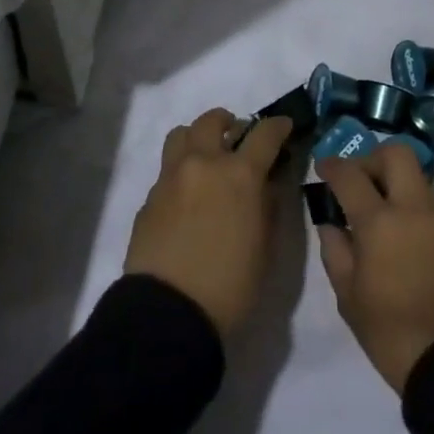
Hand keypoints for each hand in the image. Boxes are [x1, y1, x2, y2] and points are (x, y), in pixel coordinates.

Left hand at [125, 107, 291, 337]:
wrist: (169, 312)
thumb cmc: (231, 284)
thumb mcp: (266, 246)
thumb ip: (269, 204)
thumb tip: (268, 182)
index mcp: (239, 174)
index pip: (264, 134)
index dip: (278, 126)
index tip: (284, 126)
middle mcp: (203, 164)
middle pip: (213, 121)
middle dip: (230, 123)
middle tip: (238, 140)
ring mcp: (171, 177)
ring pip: (181, 134)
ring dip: (198, 138)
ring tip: (207, 159)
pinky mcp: (149, 197)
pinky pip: (167, 169)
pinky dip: (182, 171)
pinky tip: (188, 198)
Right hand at [314, 141, 433, 393]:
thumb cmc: (389, 332)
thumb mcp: (347, 295)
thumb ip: (336, 249)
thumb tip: (331, 223)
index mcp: (381, 222)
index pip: (351, 175)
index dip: (332, 165)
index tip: (323, 168)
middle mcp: (416, 209)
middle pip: (397, 153)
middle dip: (372, 158)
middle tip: (359, 182)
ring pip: (420, 176)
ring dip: (397, 181)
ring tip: (383, 211)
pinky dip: (416, 207)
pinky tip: (407, 236)